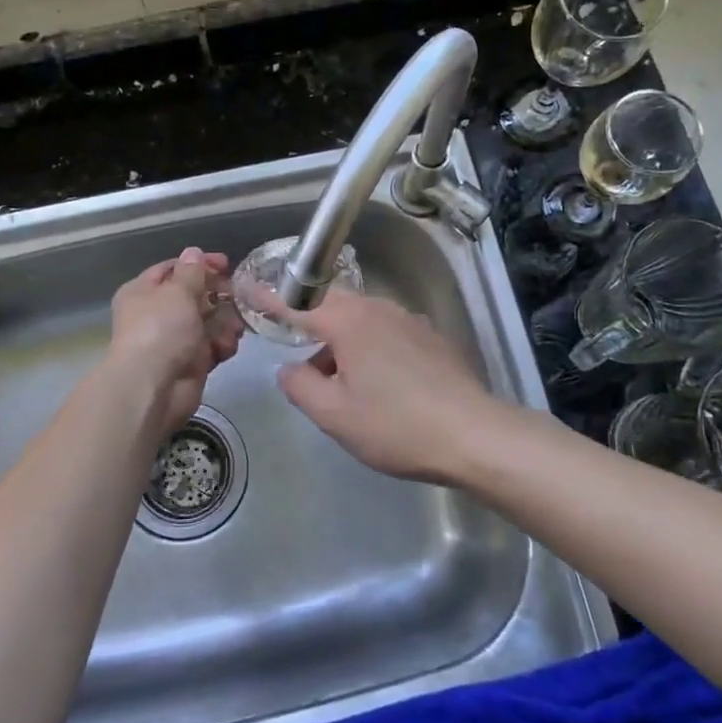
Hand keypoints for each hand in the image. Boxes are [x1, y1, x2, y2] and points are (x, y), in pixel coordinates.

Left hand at [107, 248, 240, 435]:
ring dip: (225, 322)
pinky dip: (221, 345)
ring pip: (207, 322)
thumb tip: (193, 253)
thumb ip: (191, 272)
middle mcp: (156, 314)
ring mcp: (174, 340)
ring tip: (235, 327)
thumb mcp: (177, 291)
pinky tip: (226, 347)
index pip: (173, 269)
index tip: (226, 264)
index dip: (199, 264)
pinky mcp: (190, 362)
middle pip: (194, 296)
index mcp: (143, 291)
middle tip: (238, 295)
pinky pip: (211, 346)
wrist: (153, 387)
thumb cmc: (161, 329)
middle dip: (218, 295)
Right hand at [273, 289, 504, 484]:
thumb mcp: (335, 415)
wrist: (474, 435)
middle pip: (331, 308)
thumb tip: (289, 369)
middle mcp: (378, 310)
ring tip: (337, 382)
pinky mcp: (430, 338)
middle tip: (295, 351)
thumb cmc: (396, 425)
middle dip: (309, 325)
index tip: (246, 287)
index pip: (298, 305)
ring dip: (340, 343)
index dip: (269, 298)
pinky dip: (367, 348)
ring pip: (360, 321)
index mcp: (349, 323)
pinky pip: (385, 332)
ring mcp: (408, 321)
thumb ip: (300, 387)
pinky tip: (376, 384)